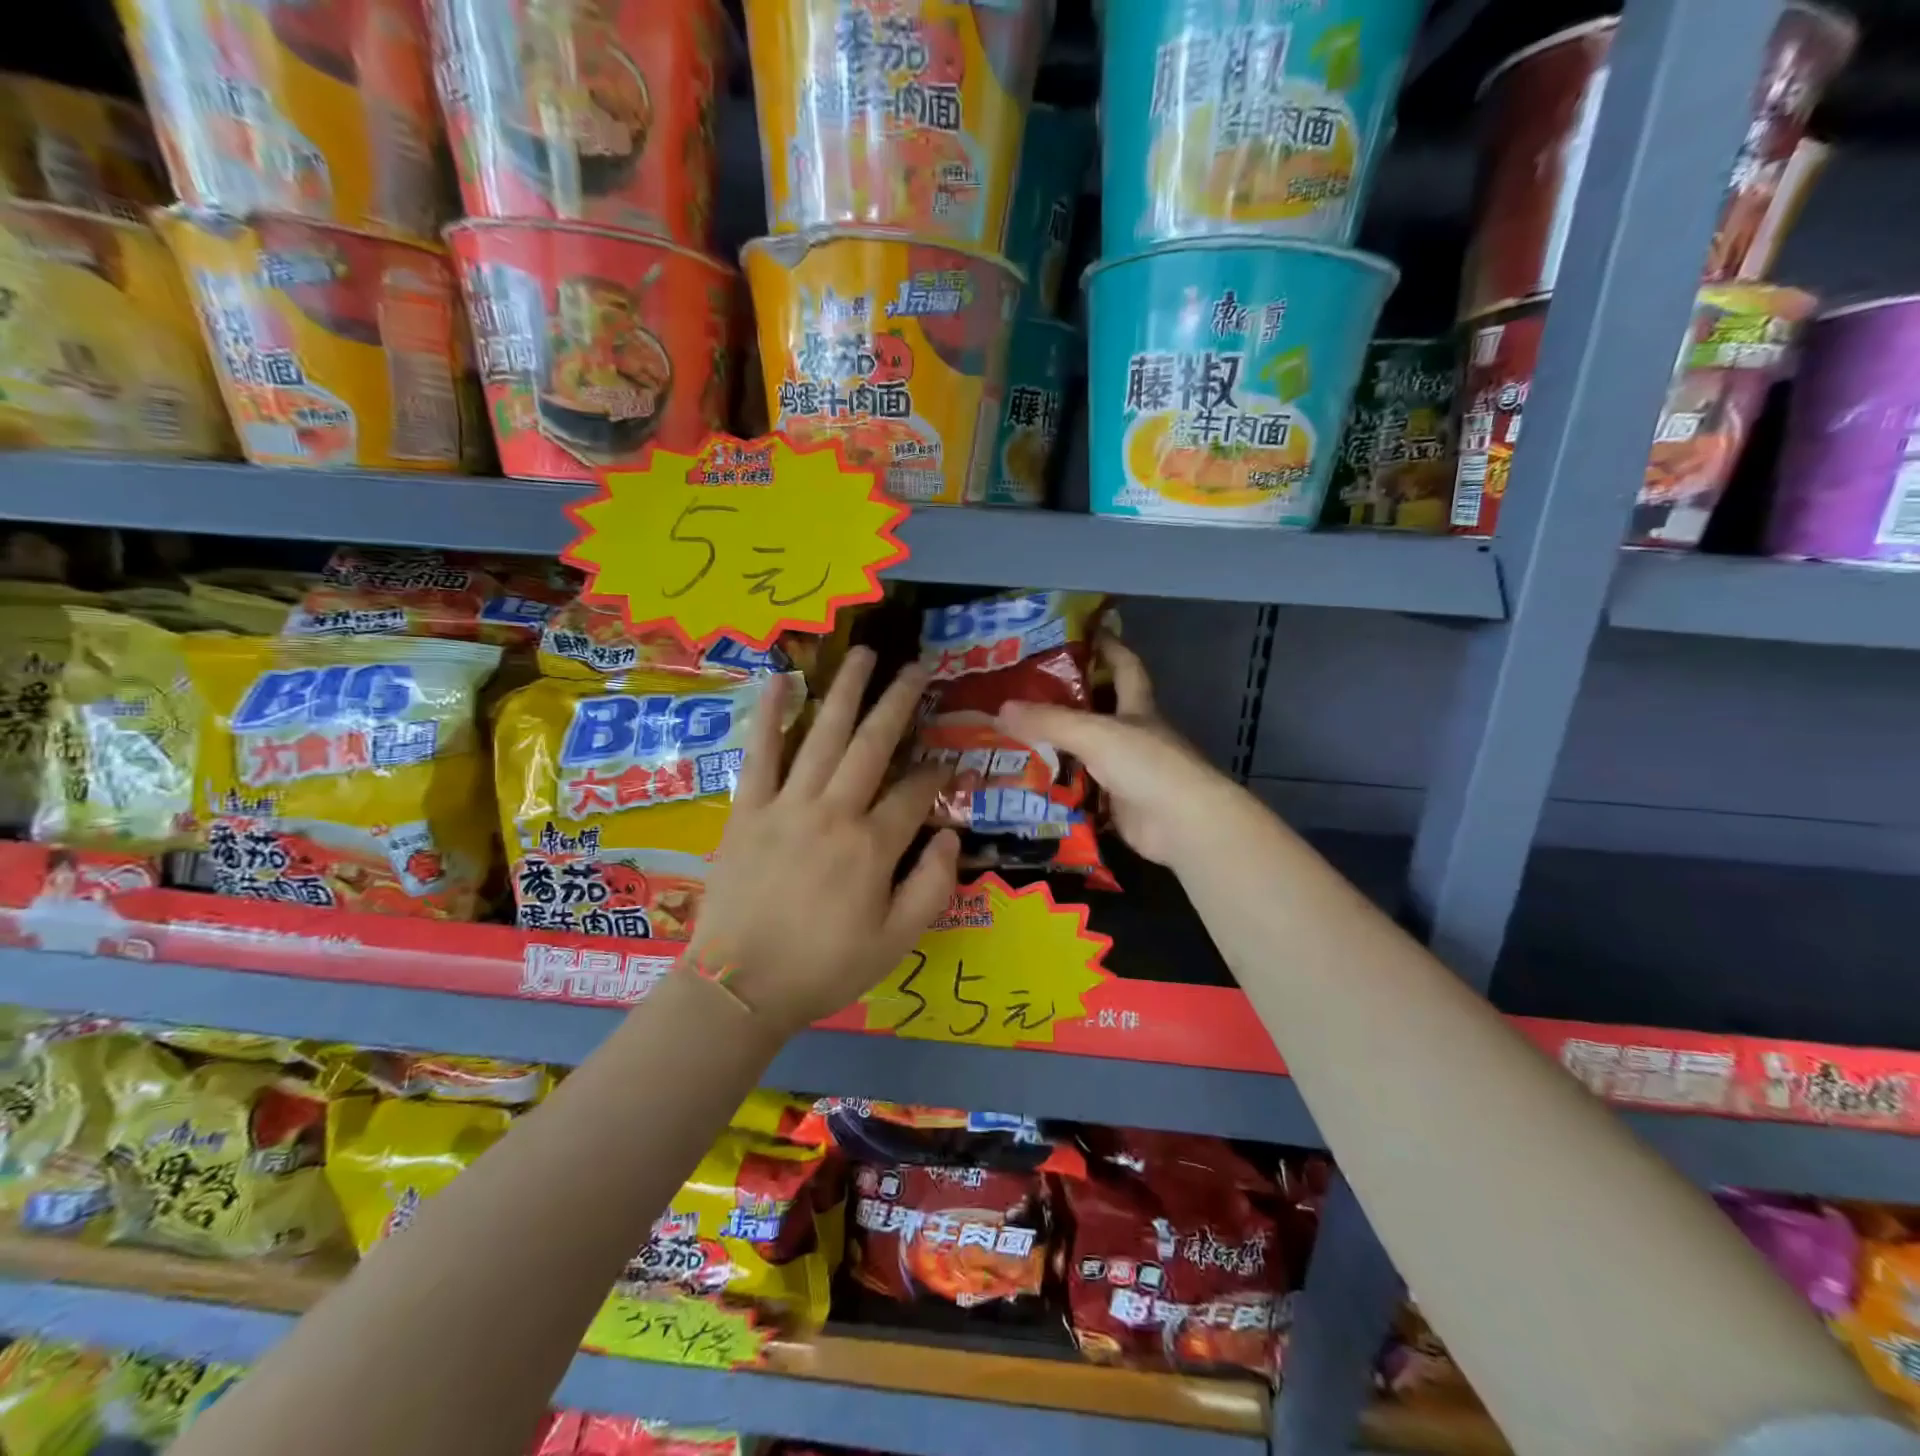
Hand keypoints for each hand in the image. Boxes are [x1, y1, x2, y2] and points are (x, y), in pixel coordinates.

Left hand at [688, 648, 959, 1035]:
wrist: (740, 987)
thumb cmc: (823, 968)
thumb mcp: (896, 942)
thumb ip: (932, 887)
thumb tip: (950, 836)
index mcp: (873, 846)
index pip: (915, 793)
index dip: (936, 774)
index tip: (947, 762)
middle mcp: (834, 812)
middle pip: (873, 744)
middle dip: (899, 703)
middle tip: (917, 668)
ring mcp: (787, 804)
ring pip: (822, 735)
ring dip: (846, 691)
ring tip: (864, 654)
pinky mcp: (749, 809)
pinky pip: (761, 753)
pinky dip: (770, 715)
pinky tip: (781, 681)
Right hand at [999, 636, 1241, 867]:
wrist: (1183, 824)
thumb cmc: (1147, 764)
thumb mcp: (1095, 733)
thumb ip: (1049, 721)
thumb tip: (1000, 709)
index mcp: (1137, 707)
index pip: (1124, 666)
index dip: (1109, 646)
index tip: (1085, 631)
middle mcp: (1134, 734)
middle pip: (1100, 709)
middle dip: (1068, 699)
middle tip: (1024, 691)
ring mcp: (1127, 771)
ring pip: (1086, 751)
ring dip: (1057, 746)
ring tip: (1014, 737)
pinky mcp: (1118, 804)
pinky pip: (1082, 789)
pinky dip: (1059, 786)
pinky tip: (1029, 783)